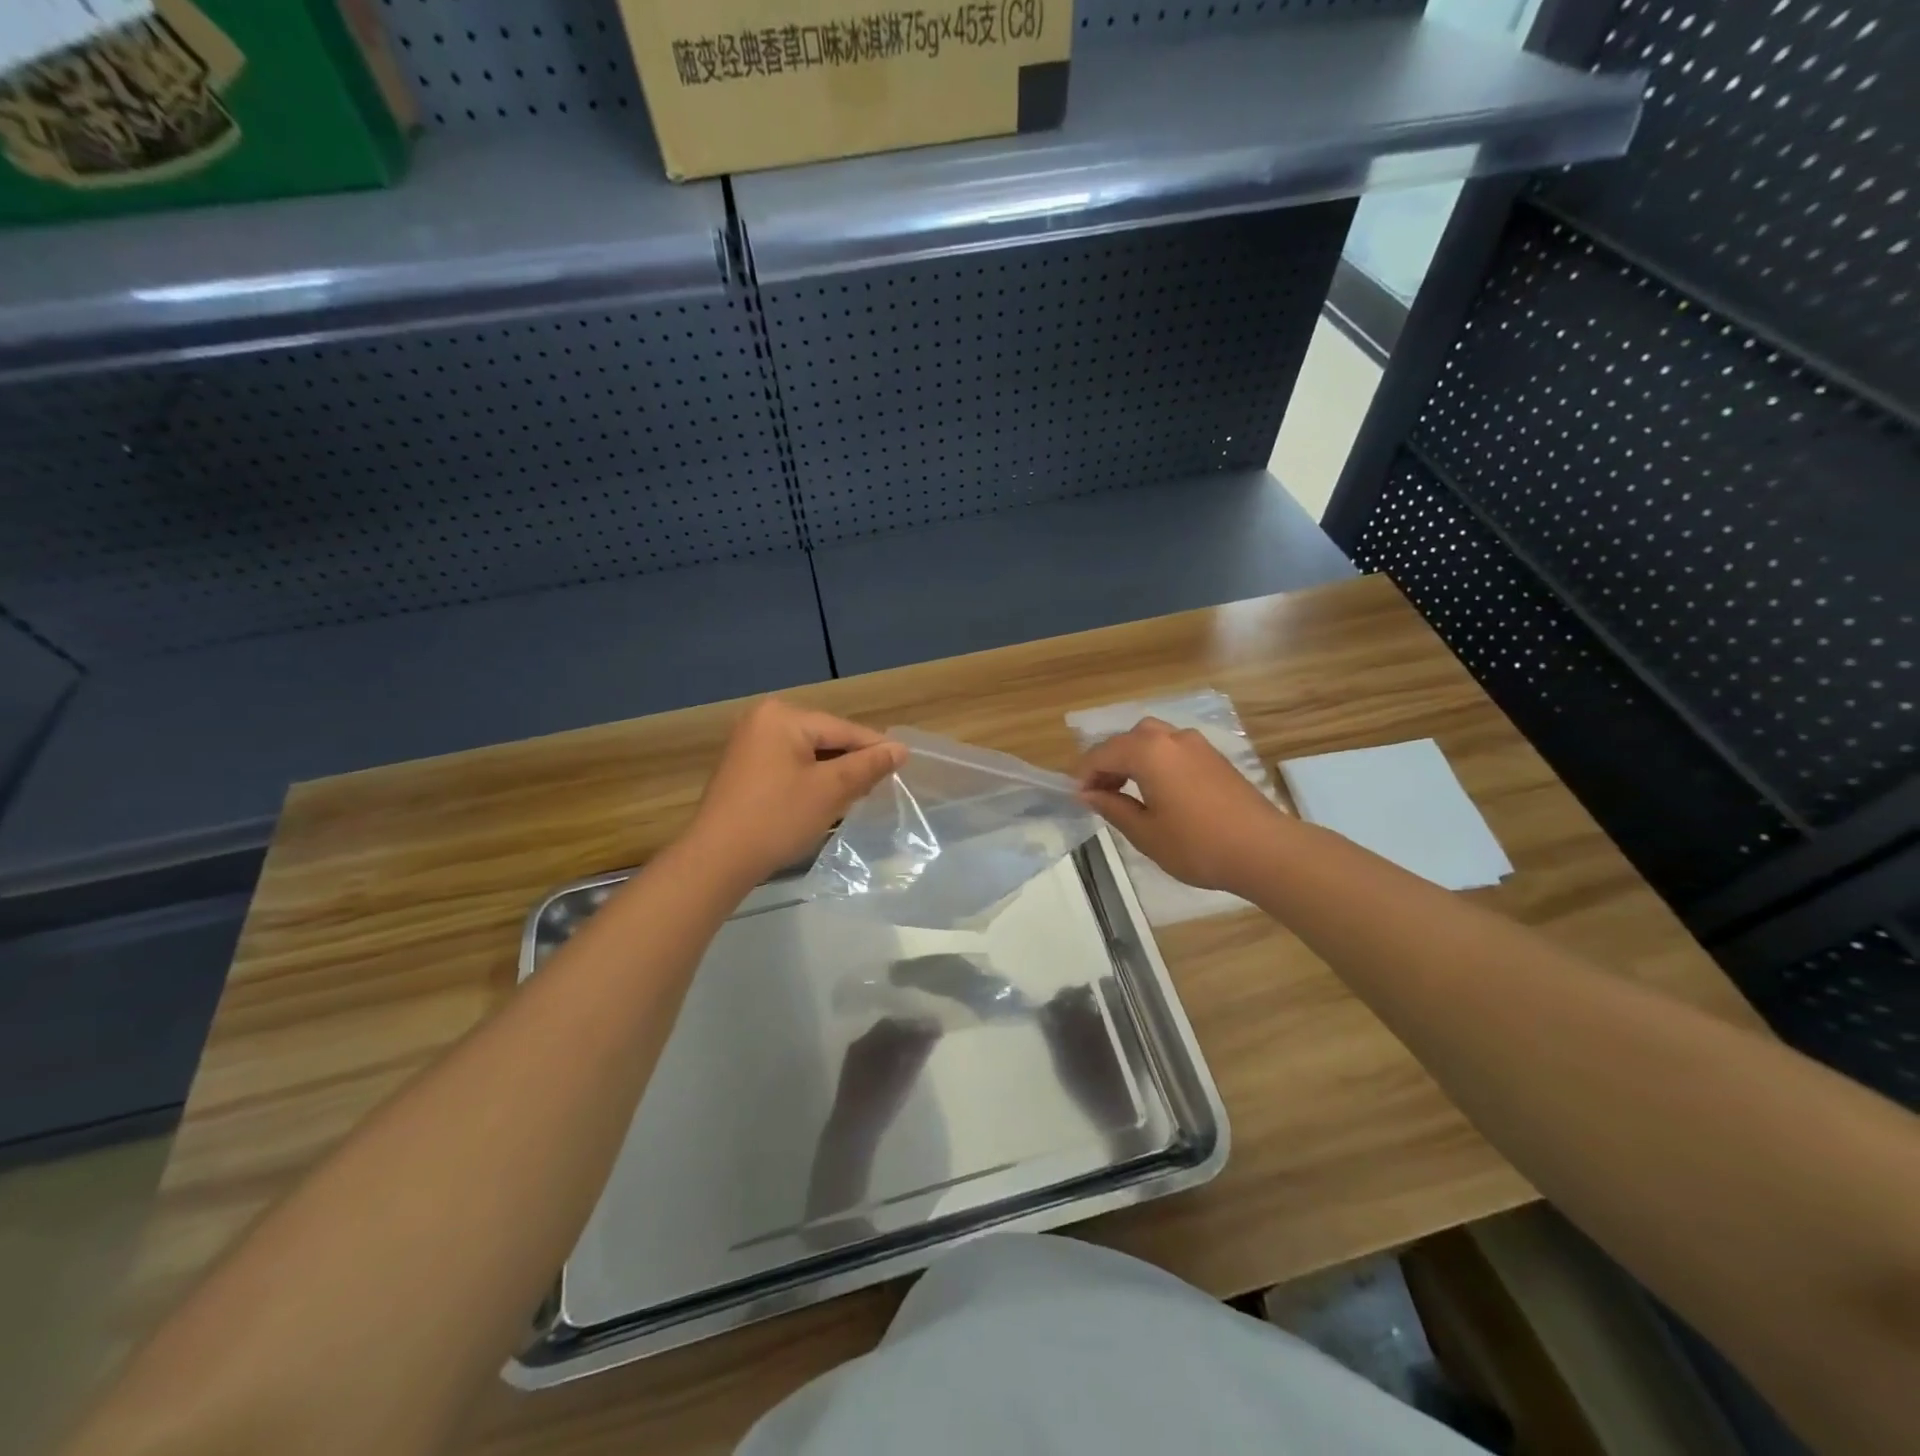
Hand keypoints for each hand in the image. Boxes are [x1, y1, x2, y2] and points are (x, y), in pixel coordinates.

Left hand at [683, 698, 905, 886]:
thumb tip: (900, 749)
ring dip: (831, 773)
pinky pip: (787, 764)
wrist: (717, 859)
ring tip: (855, 796)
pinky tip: (822, 800)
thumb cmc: (778, 818)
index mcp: (783, 716)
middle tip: (878, 787)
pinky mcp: (742, 767)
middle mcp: (762, 719)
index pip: (842, 729)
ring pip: (807, 753)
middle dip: (851, 762)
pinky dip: (808, 779)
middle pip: (824, 738)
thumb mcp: (831, 789)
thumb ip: (867, 765)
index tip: (903, 766)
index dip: (875, 748)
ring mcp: (748, 743)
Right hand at [1076, 717, 1286, 895]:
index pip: (1102, 754)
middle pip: (1127, 740)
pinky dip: (1156, 762)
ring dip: (1133, 759)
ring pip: (1152, 739)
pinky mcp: (1215, 757)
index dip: (1084, 775)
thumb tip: (1089, 794)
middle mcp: (1171, 738)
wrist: (1264, 850)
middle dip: (1108, 763)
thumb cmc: (1197, 844)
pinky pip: (1173, 749)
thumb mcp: (1145, 832)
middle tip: (1100, 794)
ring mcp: (1197, 744)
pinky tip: (1158, 791)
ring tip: (1127, 792)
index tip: (1077, 798)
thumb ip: (1113, 807)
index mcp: (1148, 751)